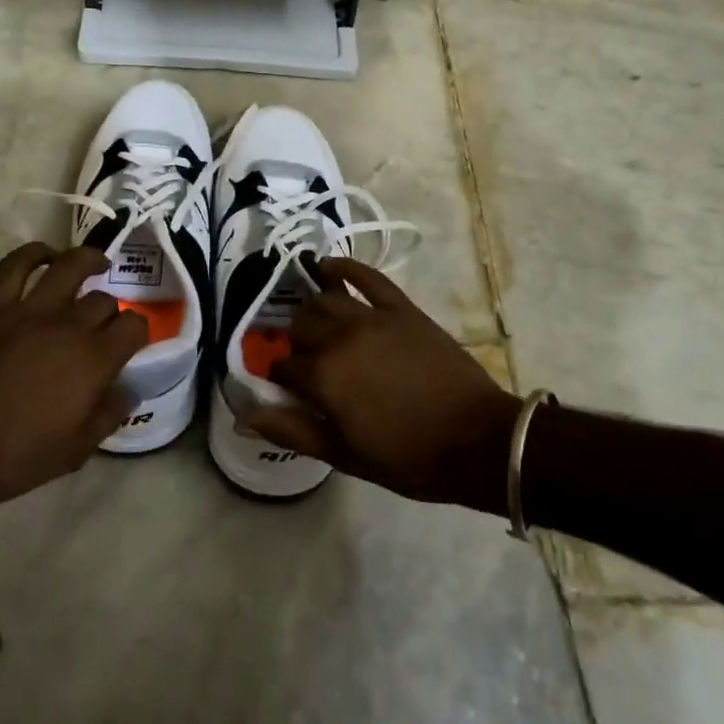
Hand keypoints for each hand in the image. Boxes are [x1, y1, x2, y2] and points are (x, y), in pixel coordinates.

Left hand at [0, 244, 146, 514]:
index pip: (134, 326)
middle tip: (104, 329)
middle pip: (105, 300)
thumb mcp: (71, 453)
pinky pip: (16, 265)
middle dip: (112, 312)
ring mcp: (29, 310)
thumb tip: (127, 390)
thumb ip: (106, 417)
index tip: (130, 347)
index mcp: (93, 361)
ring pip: (70, 266)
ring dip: (89, 261)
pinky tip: (46, 257)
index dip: (138, 333)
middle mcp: (69, 326)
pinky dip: (34, 253)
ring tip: (97, 265)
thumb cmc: (8, 457)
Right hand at [237, 258, 523, 512]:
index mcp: (325, 377)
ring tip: (315, 322)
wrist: (479, 440)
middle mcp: (341, 338)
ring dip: (313, 309)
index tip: (288, 387)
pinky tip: (328, 266)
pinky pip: (368, 277)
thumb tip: (245, 415)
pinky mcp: (401, 308)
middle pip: (300, 324)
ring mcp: (373, 317)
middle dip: (296, 340)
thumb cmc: (409, 457)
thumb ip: (293, 431)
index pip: (283, 364)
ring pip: (326, 299)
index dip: (281, 376)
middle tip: (307, 360)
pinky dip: (344, 267)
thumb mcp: (346, 455)